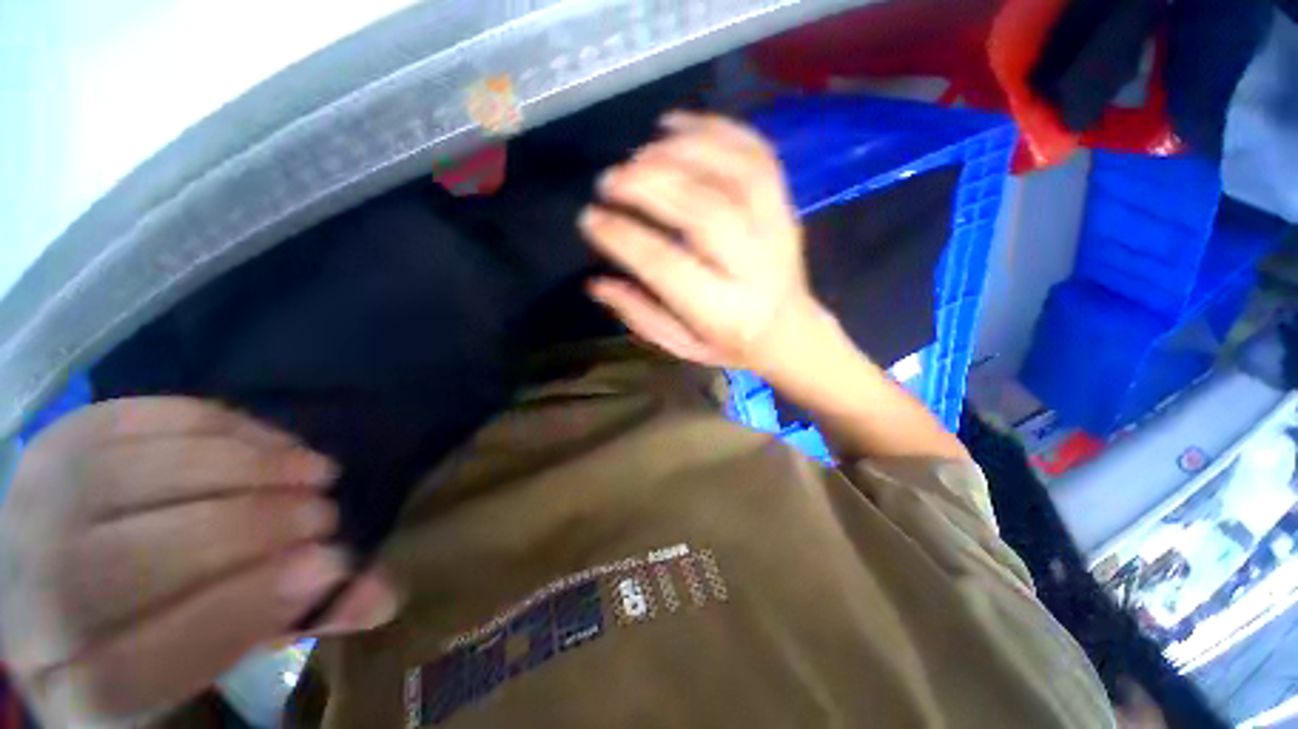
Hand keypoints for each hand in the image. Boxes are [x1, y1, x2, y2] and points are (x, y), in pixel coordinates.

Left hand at [0, 398, 397, 725]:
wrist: (85, 572)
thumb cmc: (166, 625)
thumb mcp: (223, 646)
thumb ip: (299, 621)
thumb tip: (381, 596)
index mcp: (67, 688)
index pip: (128, 671)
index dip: (233, 615)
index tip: (330, 563)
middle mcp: (21, 607)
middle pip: (117, 570)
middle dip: (242, 532)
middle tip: (323, 513)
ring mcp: (26, 514)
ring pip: (124, 481)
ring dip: (239, 469)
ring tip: (312, 470)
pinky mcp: (52, 445)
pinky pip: (131, 422)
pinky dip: (214, 427)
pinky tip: (270, 441)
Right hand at [579, 111, 826, 377]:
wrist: (790, 332)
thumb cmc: (729, 342)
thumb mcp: (682, 345)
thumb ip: (641, 315)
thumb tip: (596, 283)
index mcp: (723, 311)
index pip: (667, 265)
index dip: (624, 237)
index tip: (590, 219)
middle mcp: (754, 267)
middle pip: (703, 212)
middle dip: (649, 187)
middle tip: (608, 179)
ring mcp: (777, 230)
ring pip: (733, 175)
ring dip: (678, 153)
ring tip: (637, 155)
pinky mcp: (786, 205)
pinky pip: (757, 154)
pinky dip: (715, 129)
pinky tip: (675, 126)